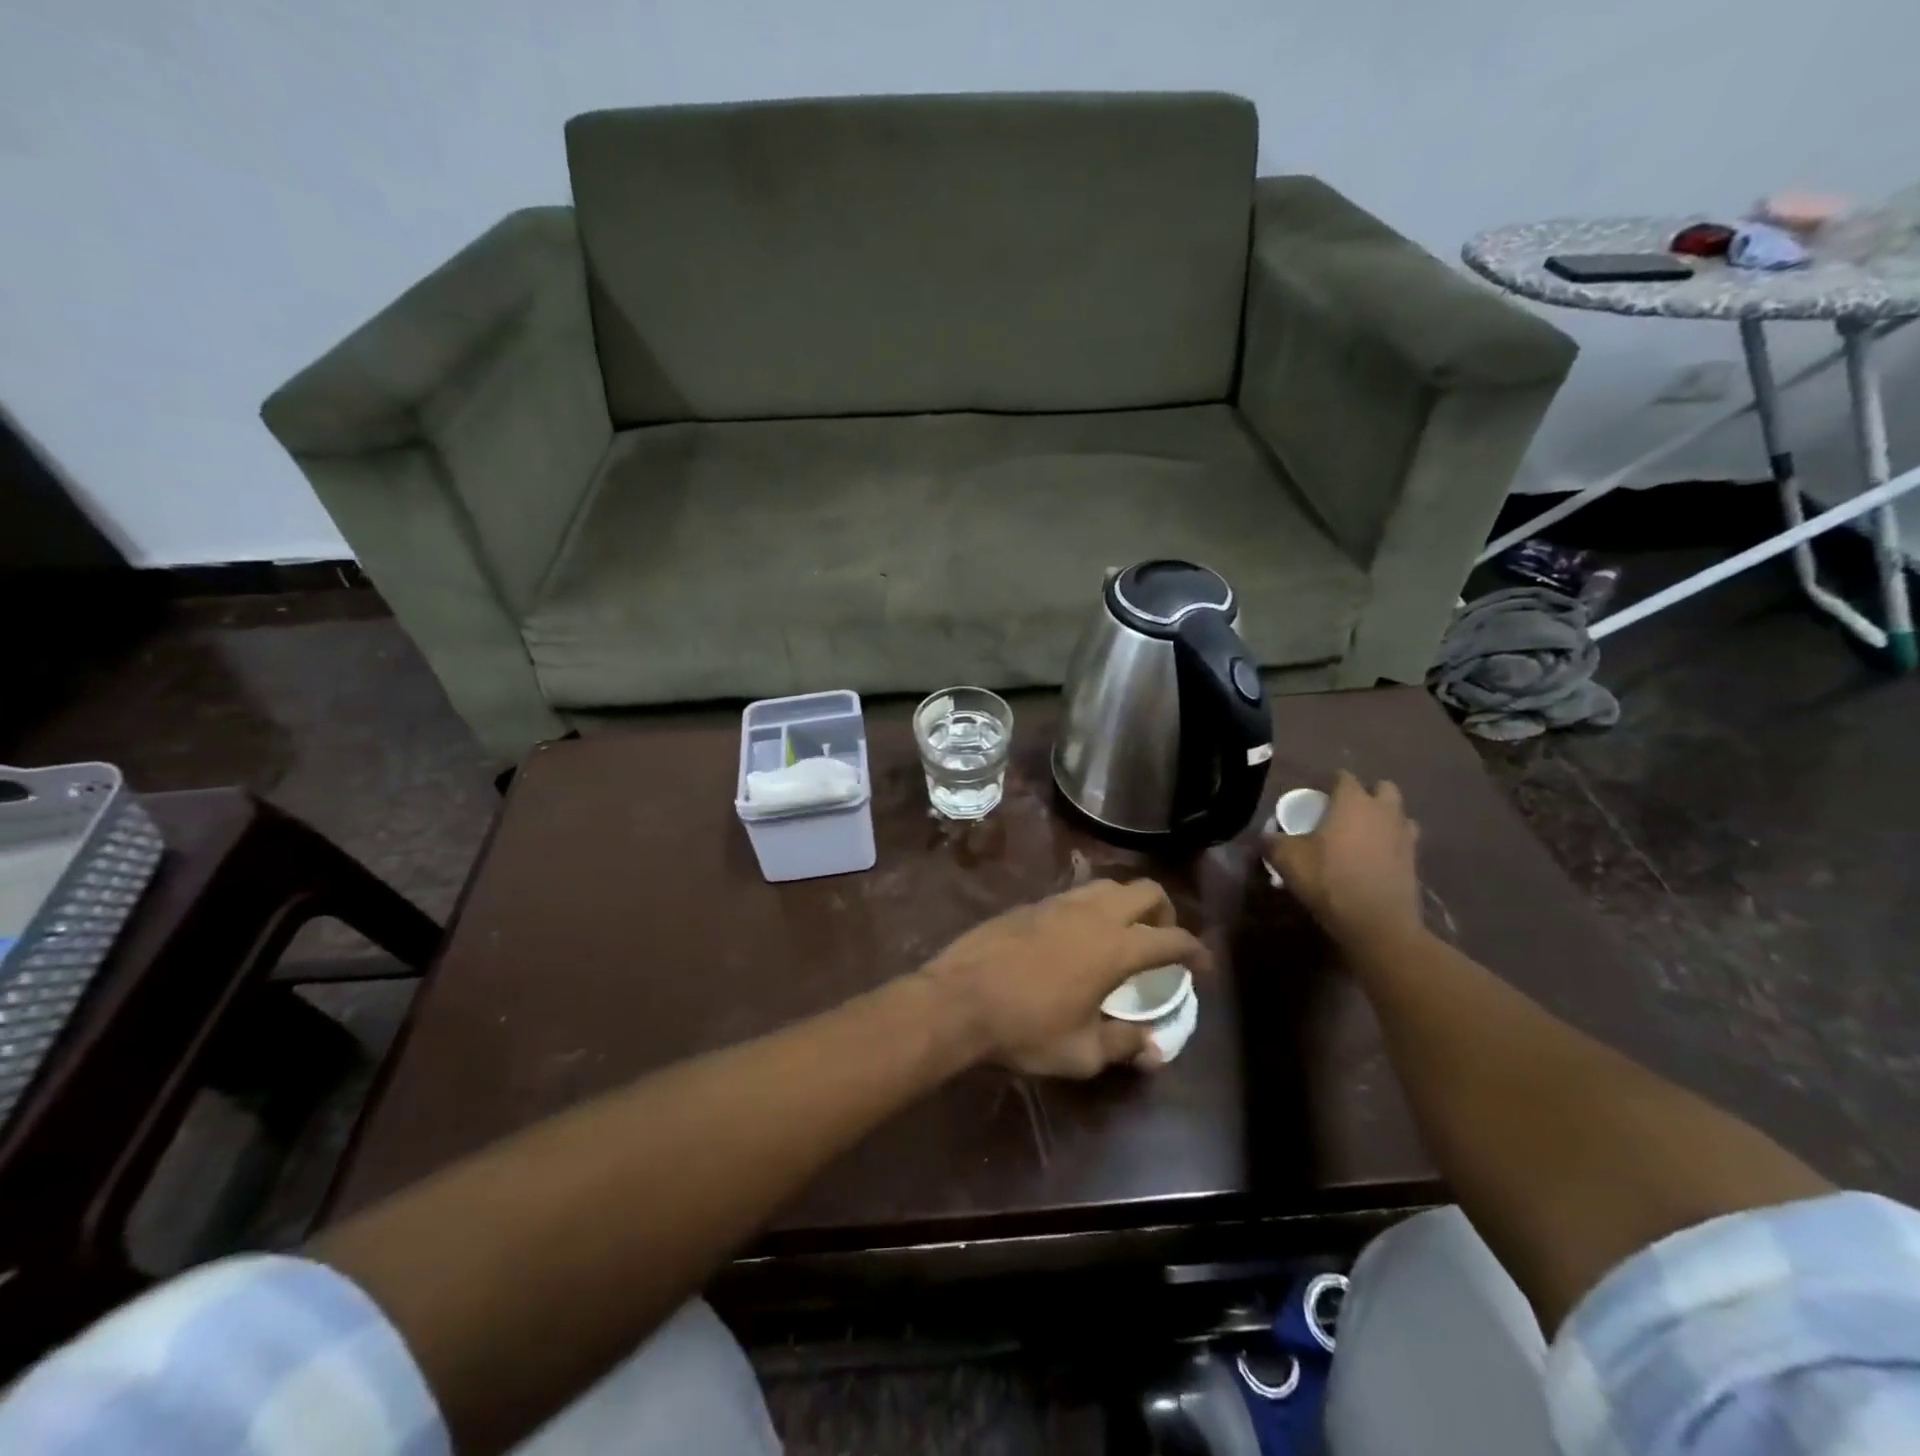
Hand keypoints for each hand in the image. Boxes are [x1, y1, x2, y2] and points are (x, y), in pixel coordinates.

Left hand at [921, 879, 1211, 1078]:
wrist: (958, 999)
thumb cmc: (1025, 1030)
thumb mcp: (1081, 1053)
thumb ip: (1124, 1045)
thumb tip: (1154, 1048)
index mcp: (1116, 948)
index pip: (1172, 938)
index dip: (1196, 951)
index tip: (1203, 967)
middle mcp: (1094, 914)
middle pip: (1146, 891)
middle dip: (1165, 912)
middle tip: (1162, 941)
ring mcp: (1059, 902)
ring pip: (1109, 885)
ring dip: (1127, 903)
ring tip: (1122, 934)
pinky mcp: (1031, 903)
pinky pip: (1075, 893)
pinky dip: (1092, 907)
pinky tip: (1078, 935)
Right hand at [1263, 771, 1422, 947]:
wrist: (1377, 923)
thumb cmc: (1329, 880)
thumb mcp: (1287, 860)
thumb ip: (1272, 842)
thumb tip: (1264, 835)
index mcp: (1353, 802)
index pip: (1344, 777)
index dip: (1330, 783)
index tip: (1317, 796)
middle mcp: (1383, 811)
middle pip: (1383, 788)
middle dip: (1367, 794)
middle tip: (1345, 812)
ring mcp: (1404, 836)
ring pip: (1399, 814)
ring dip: (1385, 818)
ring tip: (1364, 834)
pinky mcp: (1414, 861)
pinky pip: (1404, 841)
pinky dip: (1392, 844)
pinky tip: (1375, 859)